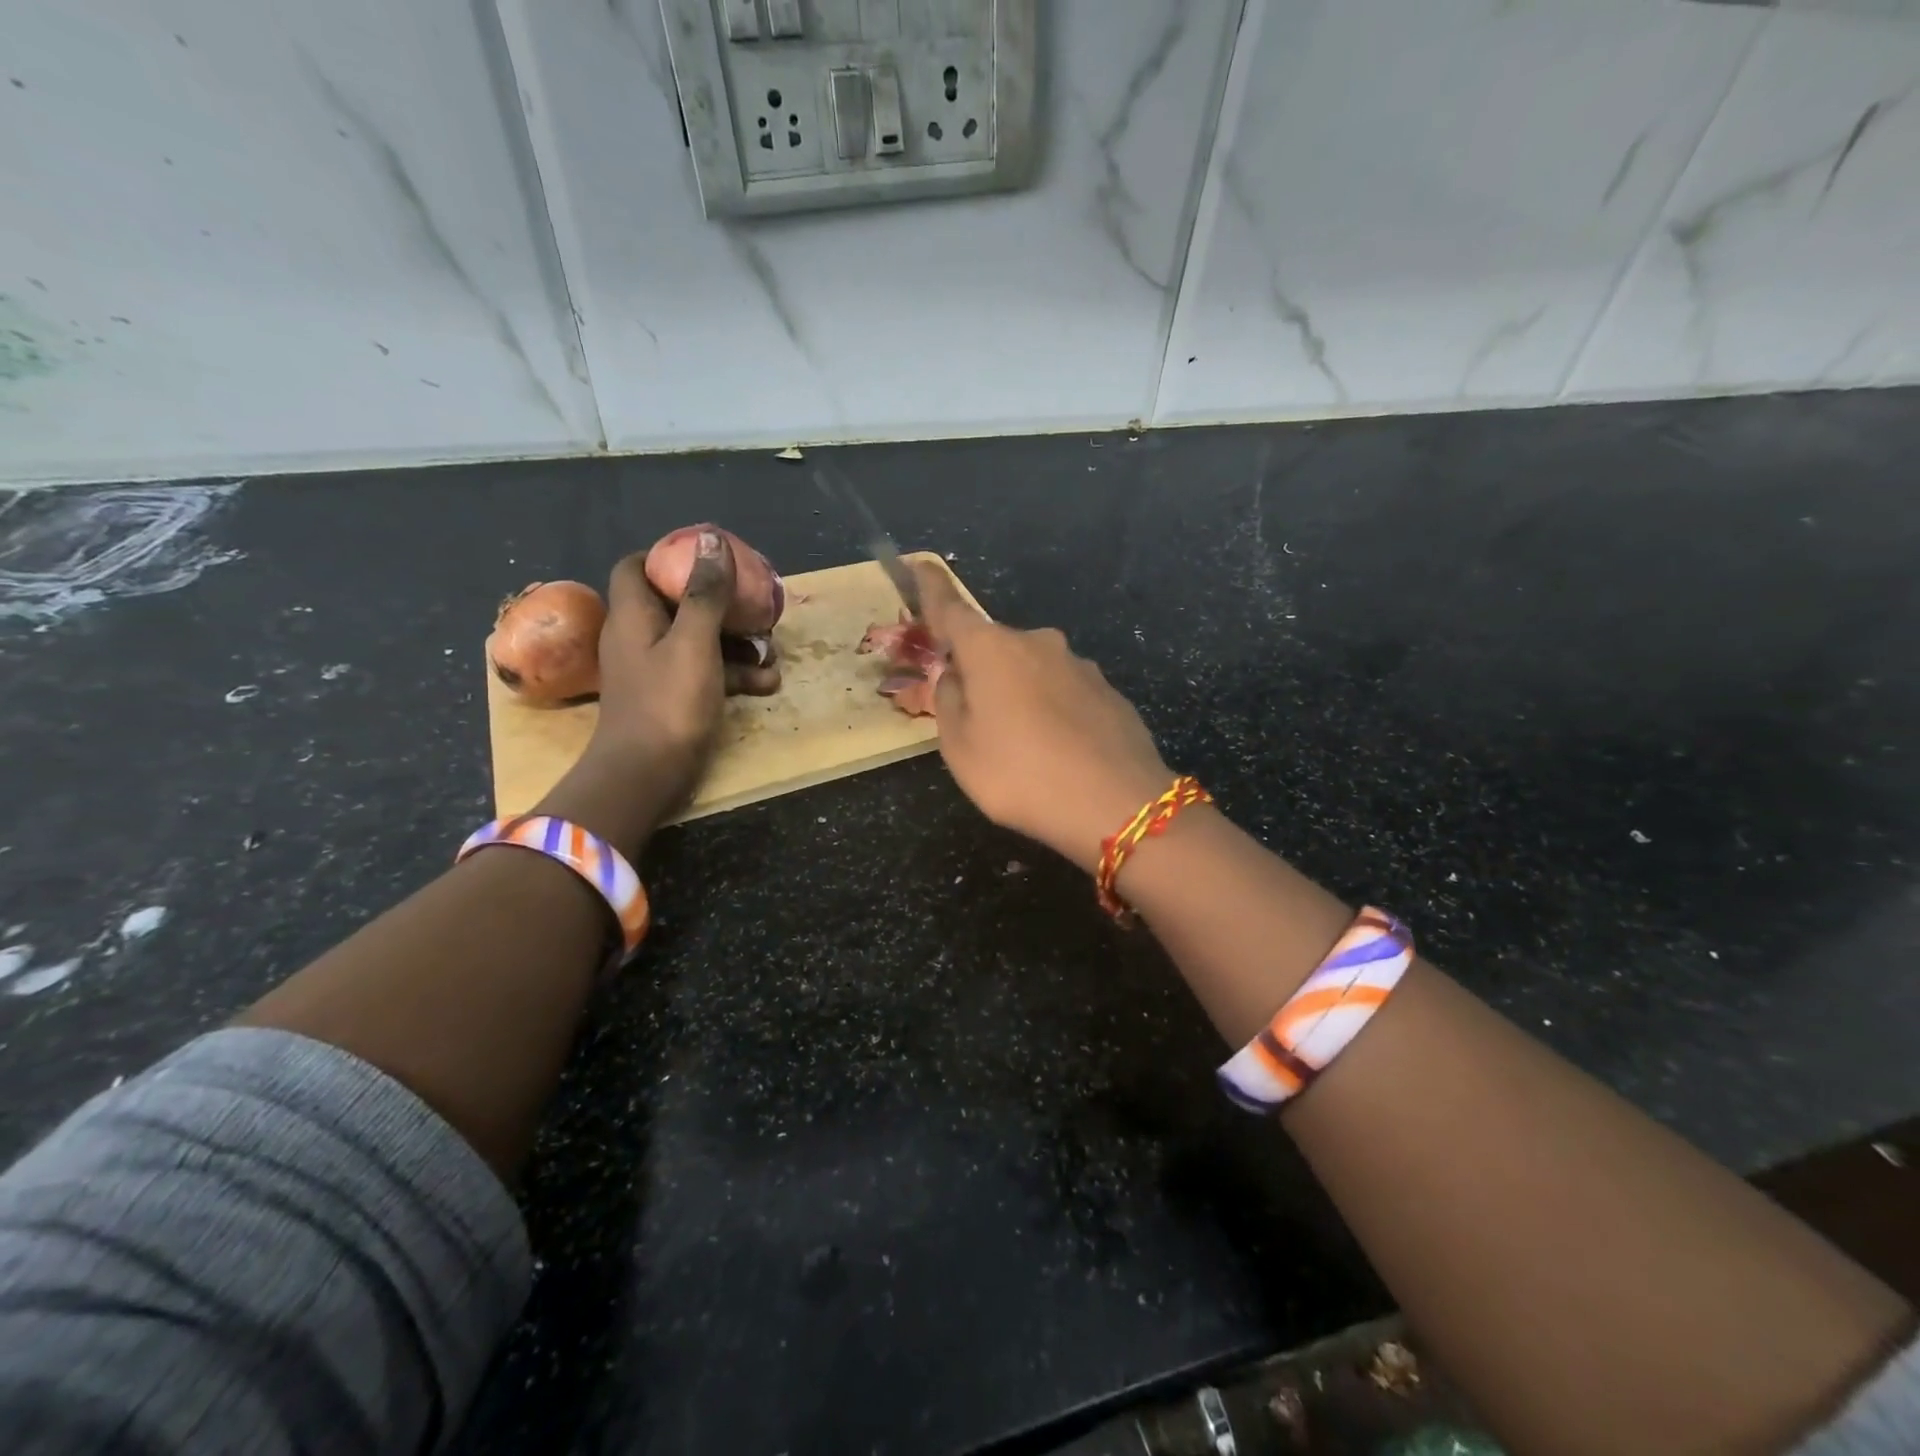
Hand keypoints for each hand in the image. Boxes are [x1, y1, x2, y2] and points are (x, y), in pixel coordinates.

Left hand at [538, 531, 778, 852]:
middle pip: (676, 602)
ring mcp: (656, 669)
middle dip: (720, 603)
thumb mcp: (693, 641)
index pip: (635, 566)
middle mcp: (639, 636)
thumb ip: (704, 592)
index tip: (707, 557)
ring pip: (699, 640)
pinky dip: (734, 674)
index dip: (667, 556)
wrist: (647, 774)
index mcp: (633, 615)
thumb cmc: (668, 701)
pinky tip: (768, 683)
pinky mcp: (673, 697)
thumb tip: (711, 538)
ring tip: (774, 651)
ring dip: (737, 643)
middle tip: (754, 604)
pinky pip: (706, 673)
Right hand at [915, 561, 1171, 871]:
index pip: (951, 609)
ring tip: (1025, 748)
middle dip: (981, 672)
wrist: (1116, 805)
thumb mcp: (960, 749)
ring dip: (1021, 695)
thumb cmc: (1021, 775)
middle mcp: (1037, 643)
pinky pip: (1066, 694)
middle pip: (995, 648)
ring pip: (1034, 671)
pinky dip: (1055, 712)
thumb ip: (949, 703)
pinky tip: (1061, 752)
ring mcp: (1080, 665)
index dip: (931, 588)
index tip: (919, 564)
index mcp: (992, 650)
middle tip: (978, 722)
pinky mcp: (1109, 692)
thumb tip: (956, 676)